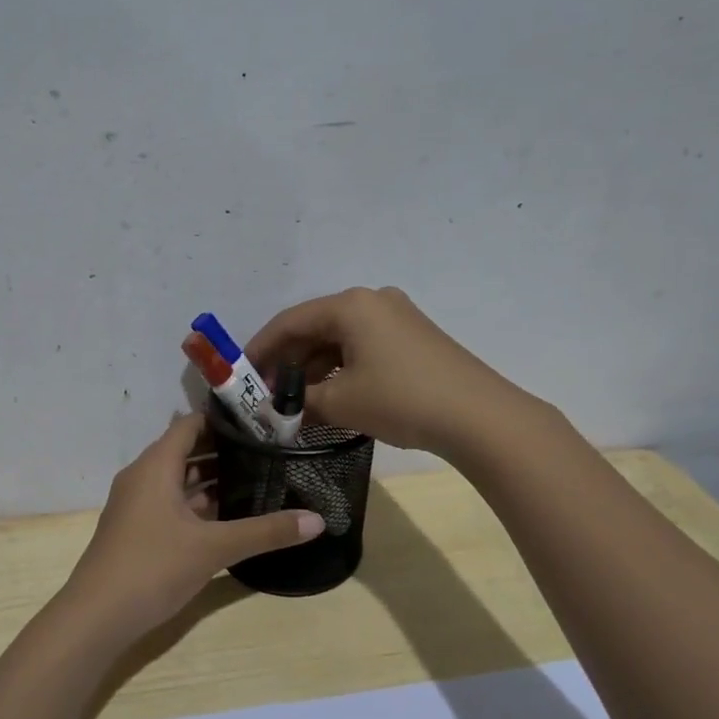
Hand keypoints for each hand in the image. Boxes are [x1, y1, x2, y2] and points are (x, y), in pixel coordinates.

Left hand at [60, 414, 324, 638]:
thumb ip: (265, 531)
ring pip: (179, 480)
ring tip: (257, 478)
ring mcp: (137, 505)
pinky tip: (229, 515)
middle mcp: (143, 477)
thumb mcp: (214, 548)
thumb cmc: (152, 567)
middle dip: (225, 450)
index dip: (224, 420)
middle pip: (186, 450)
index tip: (262, 421)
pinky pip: (172, 503)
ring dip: (212, 478)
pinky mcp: (137, 530)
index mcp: (155, 466)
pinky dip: (198, 503)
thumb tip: (318, 520)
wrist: (96, 617)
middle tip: (269, 450)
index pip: (190, 425)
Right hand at [245, 286, 525, 456]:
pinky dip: (340, 370)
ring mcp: (396, 318)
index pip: (290, 322)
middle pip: (315, 328)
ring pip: (339, 340)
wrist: (478, 417)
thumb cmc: (401, 399)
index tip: (240, 375)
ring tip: (294, 402)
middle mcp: (372, 301)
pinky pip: (362, 348)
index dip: (260, 349)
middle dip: (287, 361)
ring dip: (313, 369)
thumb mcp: (341, 403)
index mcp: (350, 305)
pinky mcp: (413, 338)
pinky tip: (329, 397)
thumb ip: (299, 402)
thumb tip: (273, 410)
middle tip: (266, 393)